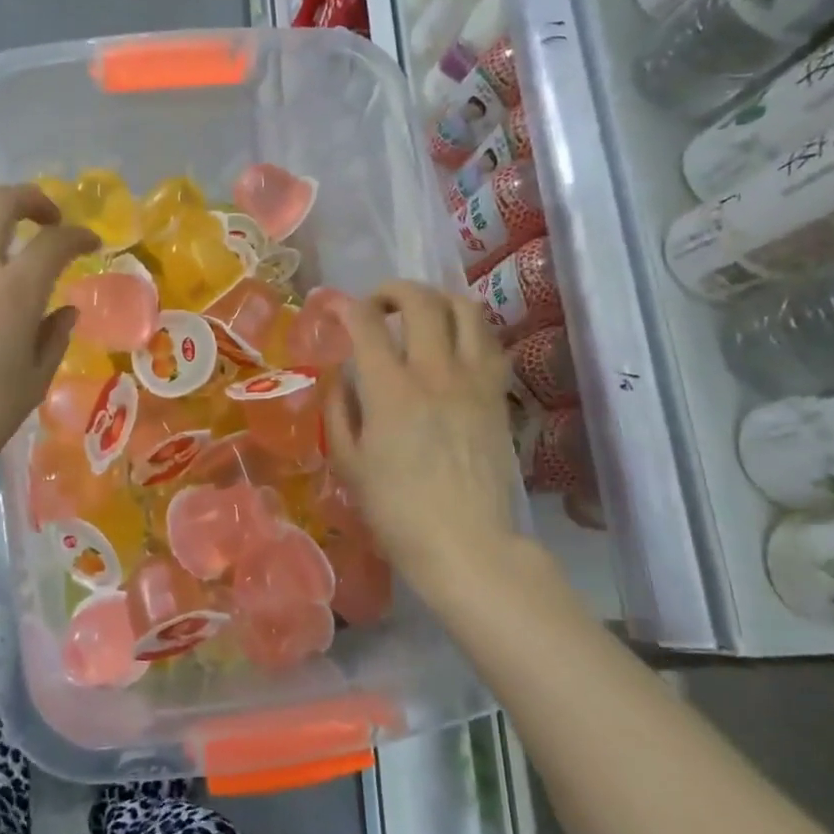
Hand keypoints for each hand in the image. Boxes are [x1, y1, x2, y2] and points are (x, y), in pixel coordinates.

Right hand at [325, 280, 536, 598]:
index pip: (367, 324)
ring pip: (465, 309)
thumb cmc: (396, 510)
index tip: (335, 308)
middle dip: (393, 290)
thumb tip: (339, 375)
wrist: (467, 544)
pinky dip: (468, 327)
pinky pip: (490, 341)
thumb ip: (339, 410)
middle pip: (420, 301)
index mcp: (391, 391)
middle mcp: (435, 373)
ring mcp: (474, 381)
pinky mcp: (497, 395)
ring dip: (437, 299)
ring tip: (420, 313)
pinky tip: (453, 342)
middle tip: (377, 304)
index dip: (346, 306)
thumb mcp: (349, 463)